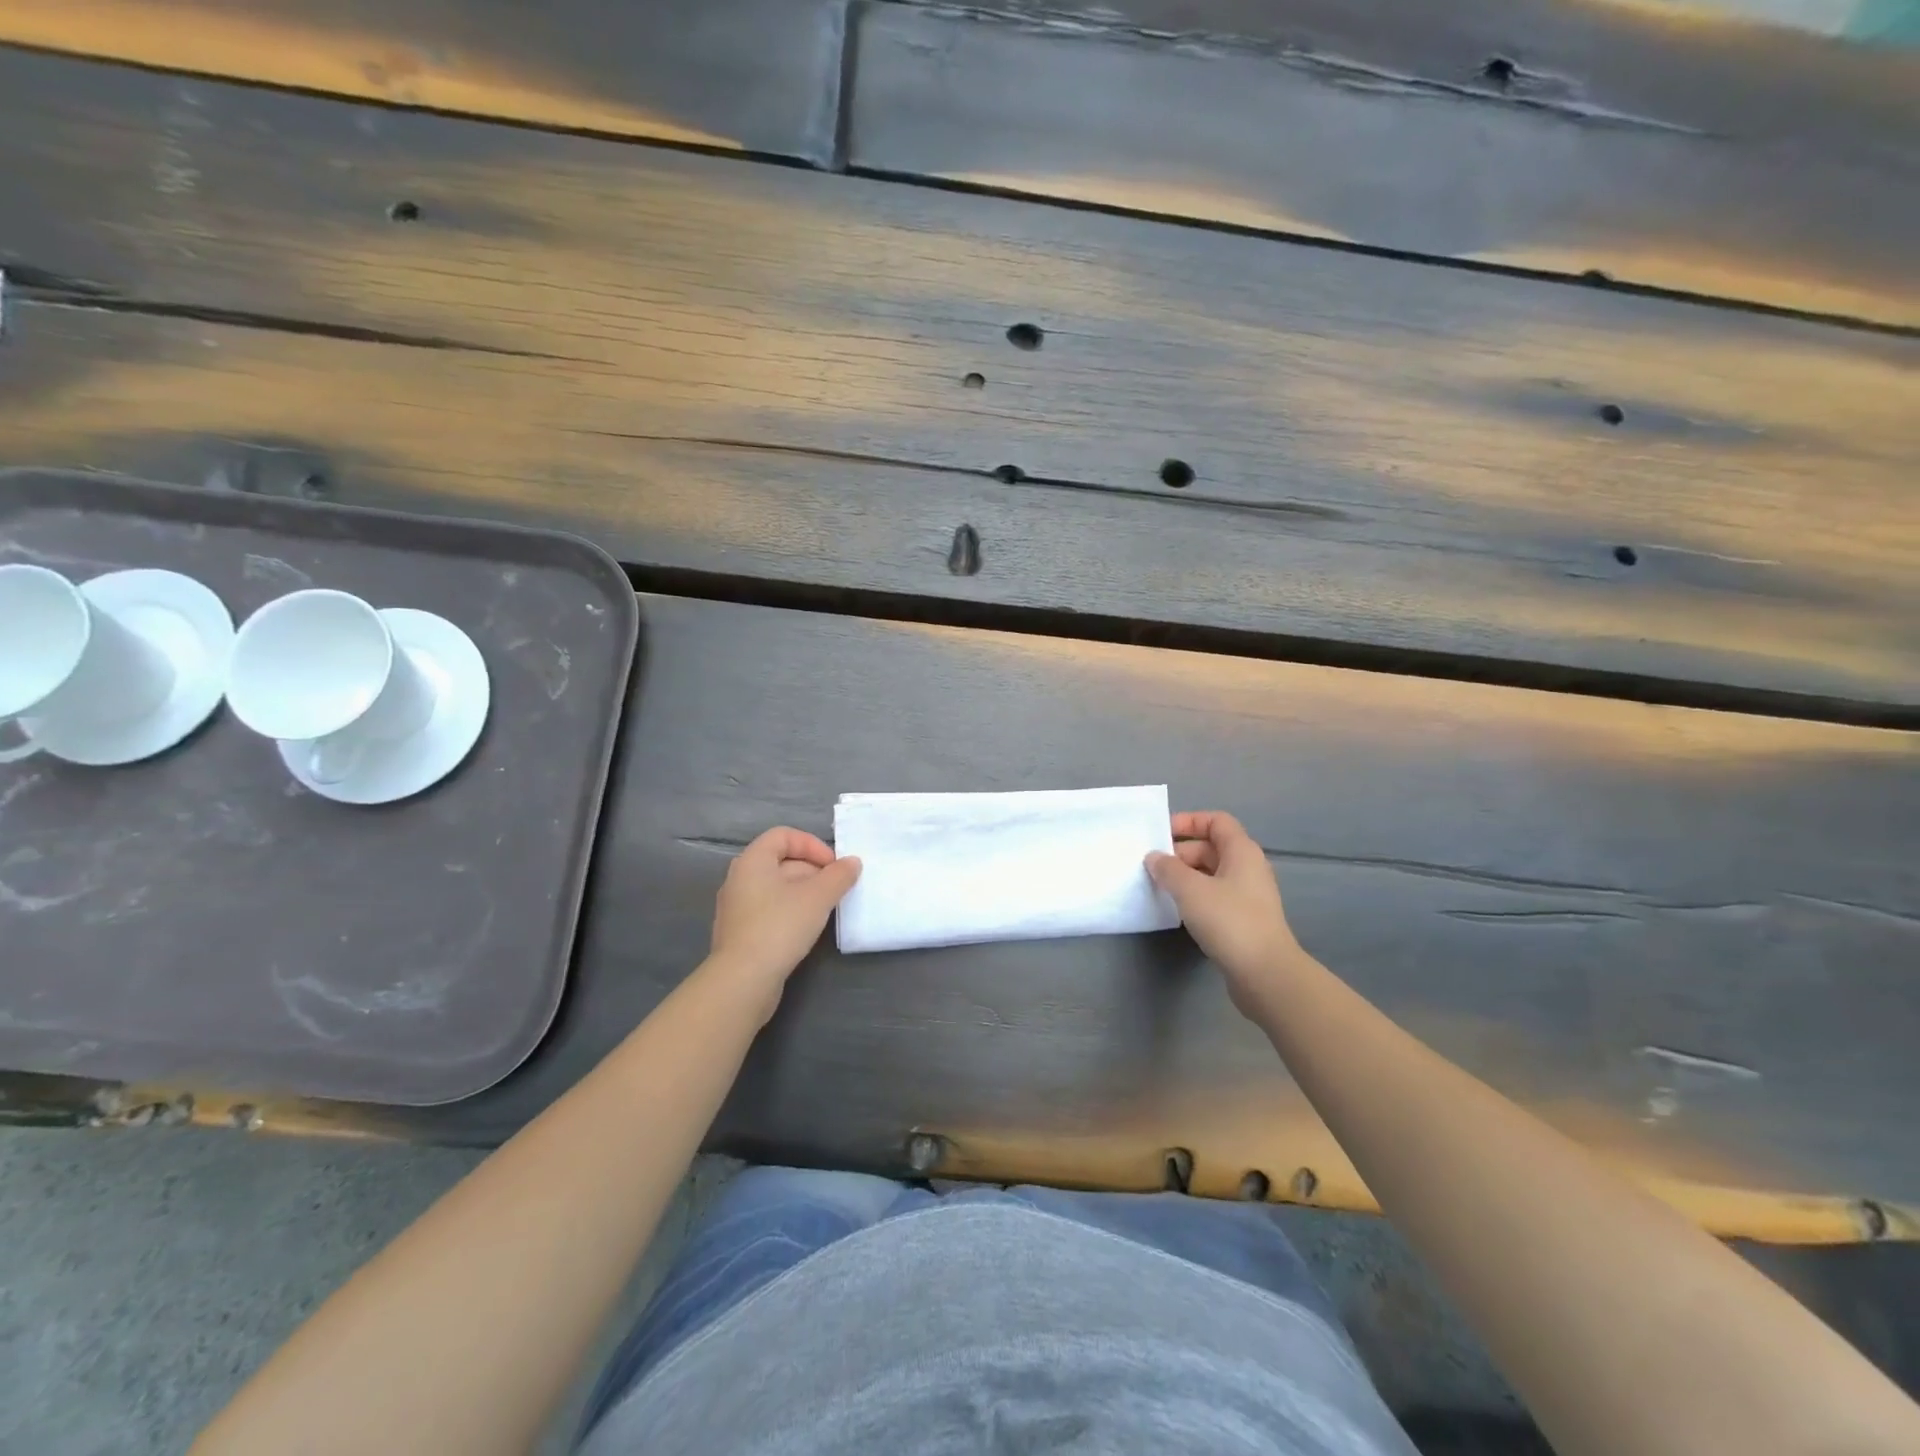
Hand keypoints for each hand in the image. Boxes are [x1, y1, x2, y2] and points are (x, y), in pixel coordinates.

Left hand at [709, 827, 860, 1018]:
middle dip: (812, 870)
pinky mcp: (740, 932)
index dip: (812, 845)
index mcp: (752, 861)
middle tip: (835, 888)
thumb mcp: (818, 897)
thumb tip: (852, 863)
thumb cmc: (780, 926)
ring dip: (804, 892)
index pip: (783, 836)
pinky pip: (769, 910)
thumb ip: (839, 876)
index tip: (833, 866)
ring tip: (825, 909)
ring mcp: (737, 907)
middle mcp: (739, 878)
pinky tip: (806, 929)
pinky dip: (790, 911)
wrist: (743, 980)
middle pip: (780, 861)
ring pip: (776, 888)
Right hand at [1146, 811, 1303, 1018]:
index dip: (1188, 821)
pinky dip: (1194, 896)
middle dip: (1180, 852)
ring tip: (1158, 886)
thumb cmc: (1229, 921)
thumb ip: (1168, 869)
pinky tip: (1176, 909)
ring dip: (1184, 876)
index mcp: (1241, 851)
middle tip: (1152, 865)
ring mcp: (1247, 895)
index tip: (1160, 833)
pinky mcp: (1243, 919)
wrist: (1265, 973)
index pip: (1216, 821)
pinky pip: (1214, 896)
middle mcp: (1248, 868)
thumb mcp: (1190, 889)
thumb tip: (1154, 857)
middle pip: (1211, 847)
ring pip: (1210, 874)